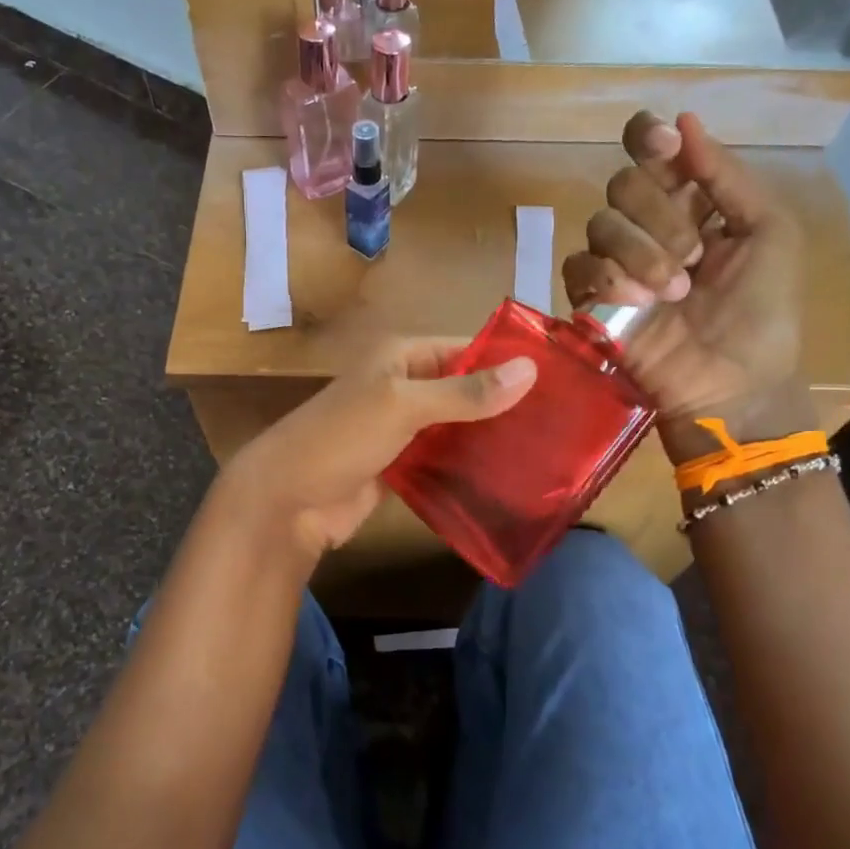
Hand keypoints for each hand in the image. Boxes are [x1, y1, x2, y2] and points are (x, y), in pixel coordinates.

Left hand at [219, 338, 537, 557]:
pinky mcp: (399, 466)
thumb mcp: (404, 405)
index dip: (506, 361)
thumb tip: (530, 370)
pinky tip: (507, 476)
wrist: (287, 500)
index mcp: (400, 356)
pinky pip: (442, 458)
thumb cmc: (341, 436)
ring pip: (455, 426)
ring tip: (545, 450)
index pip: (464, 348)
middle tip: (562, 422)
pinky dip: (467, 464)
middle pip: (462, 388)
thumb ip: (465, 391)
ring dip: (489, 436)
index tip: (559, 380)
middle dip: (503, 403)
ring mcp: (400, 428)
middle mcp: (402, 385)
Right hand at [563, 111, 806, 454]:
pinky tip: (637, 304)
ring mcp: (616, 262)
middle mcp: (648, 225)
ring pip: (601, 223)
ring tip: (674, 292)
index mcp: (692, 203)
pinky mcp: (591, 298)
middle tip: (693, 255)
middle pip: (624, 183)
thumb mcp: (770, 234)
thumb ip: (727, 176)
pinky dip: (608, 279)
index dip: (649, 139)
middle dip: (659, 215)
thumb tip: (683, 120)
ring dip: (642, 253)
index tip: (667, 148)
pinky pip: (579, 266)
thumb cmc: (763, 312)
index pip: (652, 151)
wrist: (735, 383)